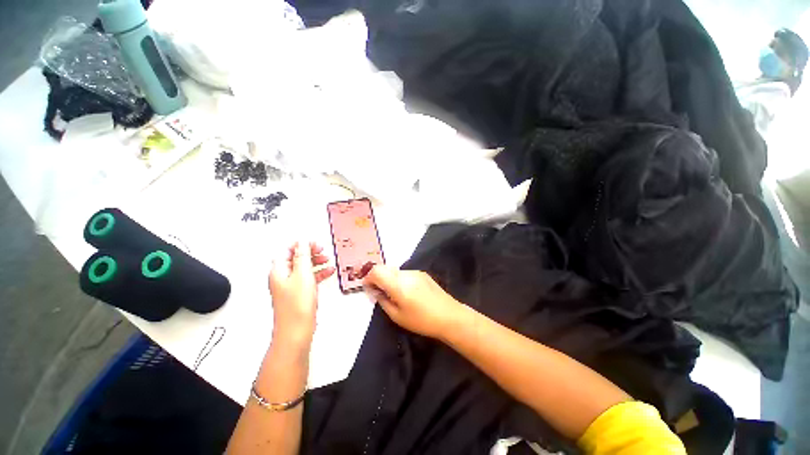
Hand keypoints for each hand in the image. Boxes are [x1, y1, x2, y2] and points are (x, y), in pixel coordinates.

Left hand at [269, 242, 334, 345]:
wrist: (296, 331)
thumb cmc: (297, 305)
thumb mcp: (303, 275)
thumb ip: (303, 257)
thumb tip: (302, 242)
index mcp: (279, 270)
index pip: (287, 250)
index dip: (300, 244)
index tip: (313, 243)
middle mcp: (282, 277)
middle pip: (295, 258)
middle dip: (309, 252)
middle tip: (321, 250)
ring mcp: (290, 286)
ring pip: (303, 268)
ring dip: (315, 262)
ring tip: (327, 260)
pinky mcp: (298, 294)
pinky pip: (308, 279)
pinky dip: (318, 274)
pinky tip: (328, 272)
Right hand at [363, 265, 462, 338]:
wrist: (449, 316)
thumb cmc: (421, 320)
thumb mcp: (397, 316)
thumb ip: (382, 301)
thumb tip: (375, 291)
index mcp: (398, 285)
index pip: (377, 271)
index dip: (368, 278)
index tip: (367, 287)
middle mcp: (406, 274)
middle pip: (385, 268)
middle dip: (377, 277)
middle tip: (378, 291)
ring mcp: (415, 272)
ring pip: (394, 270)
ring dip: (388, 278)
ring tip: (392, 293)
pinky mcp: (422, 273)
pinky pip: (404, 272)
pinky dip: (399, 278)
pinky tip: (406, 291)